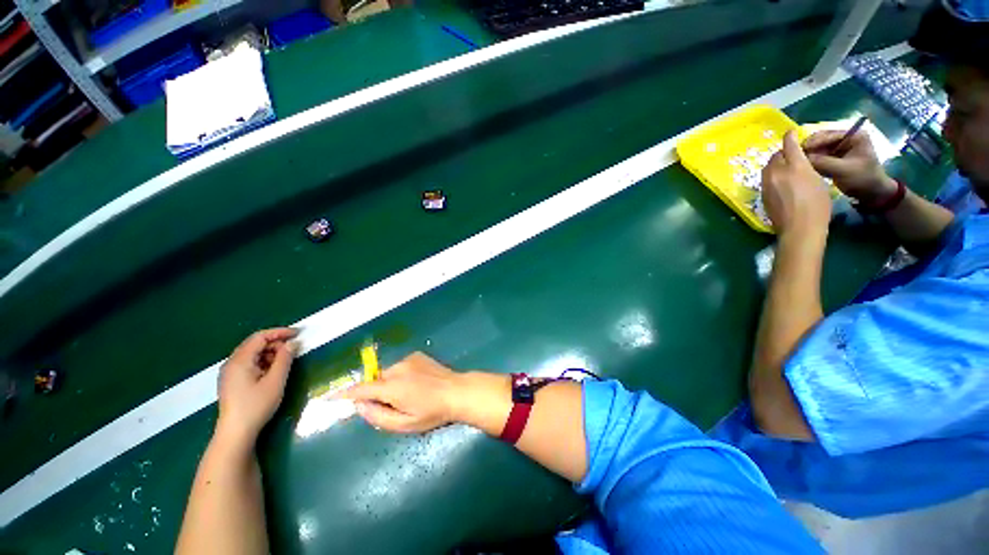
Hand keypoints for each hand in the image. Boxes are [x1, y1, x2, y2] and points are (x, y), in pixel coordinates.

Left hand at [216, 328, 298, 447]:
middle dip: (276, 343)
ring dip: (270, 352)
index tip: (298, 334)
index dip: (280, 332)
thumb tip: (293, 343)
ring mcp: (229, 373)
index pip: (260, 337)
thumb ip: (285, 359)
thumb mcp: (276, 381)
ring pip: (252, 354)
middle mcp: (231, 363)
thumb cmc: (256, 405)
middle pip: (255, 343)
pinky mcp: (232, 381)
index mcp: (240, 360)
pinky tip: (272, 371)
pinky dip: (263, 361)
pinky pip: (248, 363)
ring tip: (285, 361)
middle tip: (293, 349)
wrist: (236, 432)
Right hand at [339, 352, 462, 432]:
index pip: (361, 389)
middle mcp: (398, 368)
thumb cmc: (432, 412)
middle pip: (376, 381)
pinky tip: (417, 383)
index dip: (344, 394)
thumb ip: (378, 417)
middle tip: (394, 405)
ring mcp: (409, 359)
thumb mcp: (405, 424)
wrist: (457, 391)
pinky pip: (401, 366)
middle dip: (377, 392)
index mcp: (393, 387)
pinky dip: (401, 375)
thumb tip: (359, 406)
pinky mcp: (417, 355)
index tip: (329, 397)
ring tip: (410, 394)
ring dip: (390, 383)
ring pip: (388, 373)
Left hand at [761, 131, 831, 236]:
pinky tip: (781, 182)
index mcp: (795, 166)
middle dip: (782, 154)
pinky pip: (766, 179)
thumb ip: (806, 169)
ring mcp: (767, 184)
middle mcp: (777, 173)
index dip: (789, 137)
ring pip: (768, 168)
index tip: (790, 133)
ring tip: (786, 169)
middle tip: (792, 157)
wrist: (799, 228)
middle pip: (776, 157)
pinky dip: (772, 176)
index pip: (789, 145)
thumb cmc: (818, 206)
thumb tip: (799, 165)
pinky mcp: (762, 194)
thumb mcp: (819, 181)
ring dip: (776, 165)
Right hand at [804, 129, 898, 203]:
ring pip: (818, 148)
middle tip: (795, 158)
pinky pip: (819, 156)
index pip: (828, 134)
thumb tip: (800, 158)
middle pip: (821, 140)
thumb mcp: (843, 170)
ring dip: (808, 155)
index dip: (813, 142)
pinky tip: (804, 167)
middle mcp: (845, 138)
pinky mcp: (834, 158)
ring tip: (797, 163)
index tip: (798, 151)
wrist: (872, 193)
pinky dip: (811, 161)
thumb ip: (822, 162)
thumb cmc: (863, 179)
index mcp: (854, 135)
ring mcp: (839, 148)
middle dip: (809, 149)